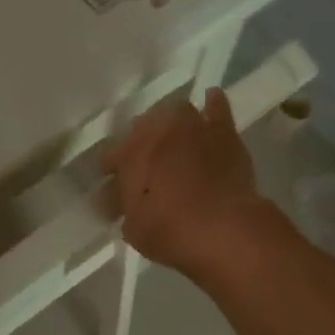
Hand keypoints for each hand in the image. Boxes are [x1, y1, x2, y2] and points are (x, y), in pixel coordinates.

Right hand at [103, 88, 270, 277]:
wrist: (223, 227)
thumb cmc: (170, 232)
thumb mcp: (134, 229)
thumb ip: (125, 209)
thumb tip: (118, 200)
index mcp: (129, 155)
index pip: (111, 157)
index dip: (112, 172)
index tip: (113, 189)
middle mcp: (156, 132)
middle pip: (141, 129)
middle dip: (140, 145)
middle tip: (145, 166)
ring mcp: (191, 127)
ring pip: (174, 112)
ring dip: (170, 124)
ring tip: (173, 139)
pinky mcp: (223, 132)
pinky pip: (216, 108)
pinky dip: (211, 105)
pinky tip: (210, 102)